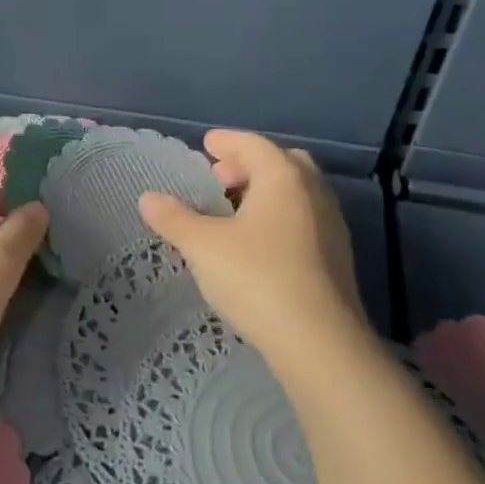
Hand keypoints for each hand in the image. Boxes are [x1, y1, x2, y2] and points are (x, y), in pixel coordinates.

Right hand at [137, 129, 370, 372]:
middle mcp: (314, 195)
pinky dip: (278, 218)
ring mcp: (331, 227)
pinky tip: (256, 245)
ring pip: (296, 194)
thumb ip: (174, 218)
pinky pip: (303, 221)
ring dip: (265, 193)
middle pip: (283, 164)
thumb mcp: (203, 246)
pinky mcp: (336, 259)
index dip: (227, 142)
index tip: (207, 144)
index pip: (254, 145)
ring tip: (233, 212)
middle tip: (220, 179)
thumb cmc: (257, 278)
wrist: (319, 342)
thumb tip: (148, 198)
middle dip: (250, 165)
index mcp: (284, 179)